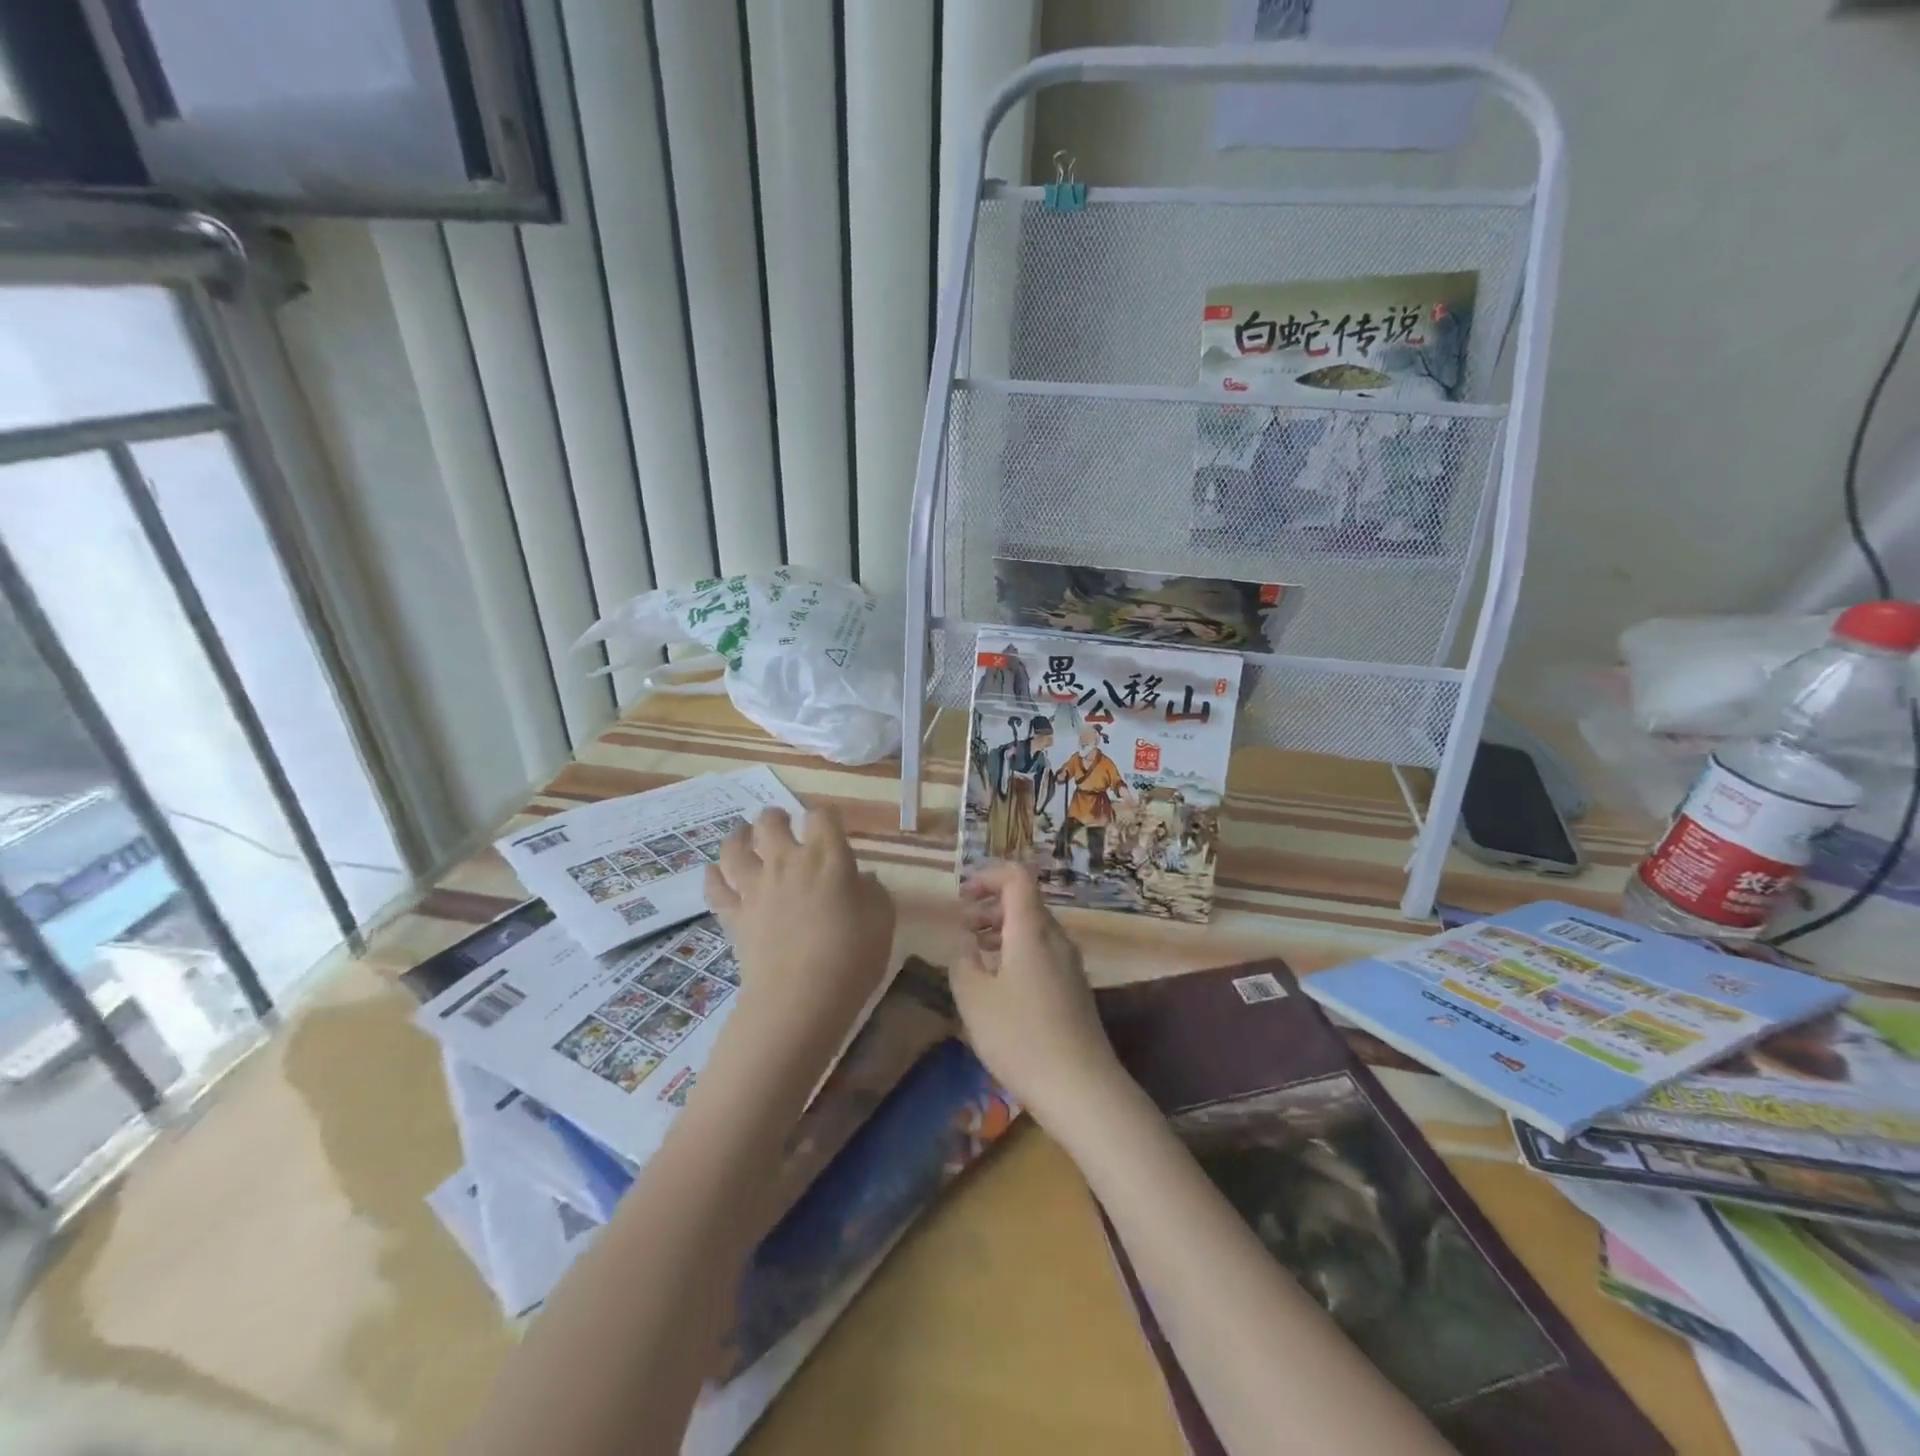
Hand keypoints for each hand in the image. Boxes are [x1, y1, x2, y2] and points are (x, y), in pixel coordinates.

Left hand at [705, 807, 894, 1086]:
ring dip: (739, 836)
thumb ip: (872, 891)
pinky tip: (714, 872)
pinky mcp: (734, 916)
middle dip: (776, 817)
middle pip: (770, 823)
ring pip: (735, 848)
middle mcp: (787, 862)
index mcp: (827, 857)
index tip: (831, 824)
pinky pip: (715, 888)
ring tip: (743, 835)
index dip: (826, 816)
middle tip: (782, 822)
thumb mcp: (882, 919)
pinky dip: (713, 876)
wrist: (801, 999)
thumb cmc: (852, 956)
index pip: (822, 816)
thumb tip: (861, 879)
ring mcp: (755, 888)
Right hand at [951, 863, 1127, 1134]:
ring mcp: (1069, 963)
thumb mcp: (973, 998)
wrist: (1081, 1088)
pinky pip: (1042, 952)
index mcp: (1032, 929)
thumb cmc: (1020, 1037)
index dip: (988, 875)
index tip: (962, 896)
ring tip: (974, 954)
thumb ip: (963, 960)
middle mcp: (1056, 937)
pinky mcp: (1074, 988)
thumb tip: (966, 943)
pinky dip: (1016, 952)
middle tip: (962, 926)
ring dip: (1002, 930)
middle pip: (1025, 901)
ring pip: (1033, 928)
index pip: (1017, 876)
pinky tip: (999, 984)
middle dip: (990, 905)